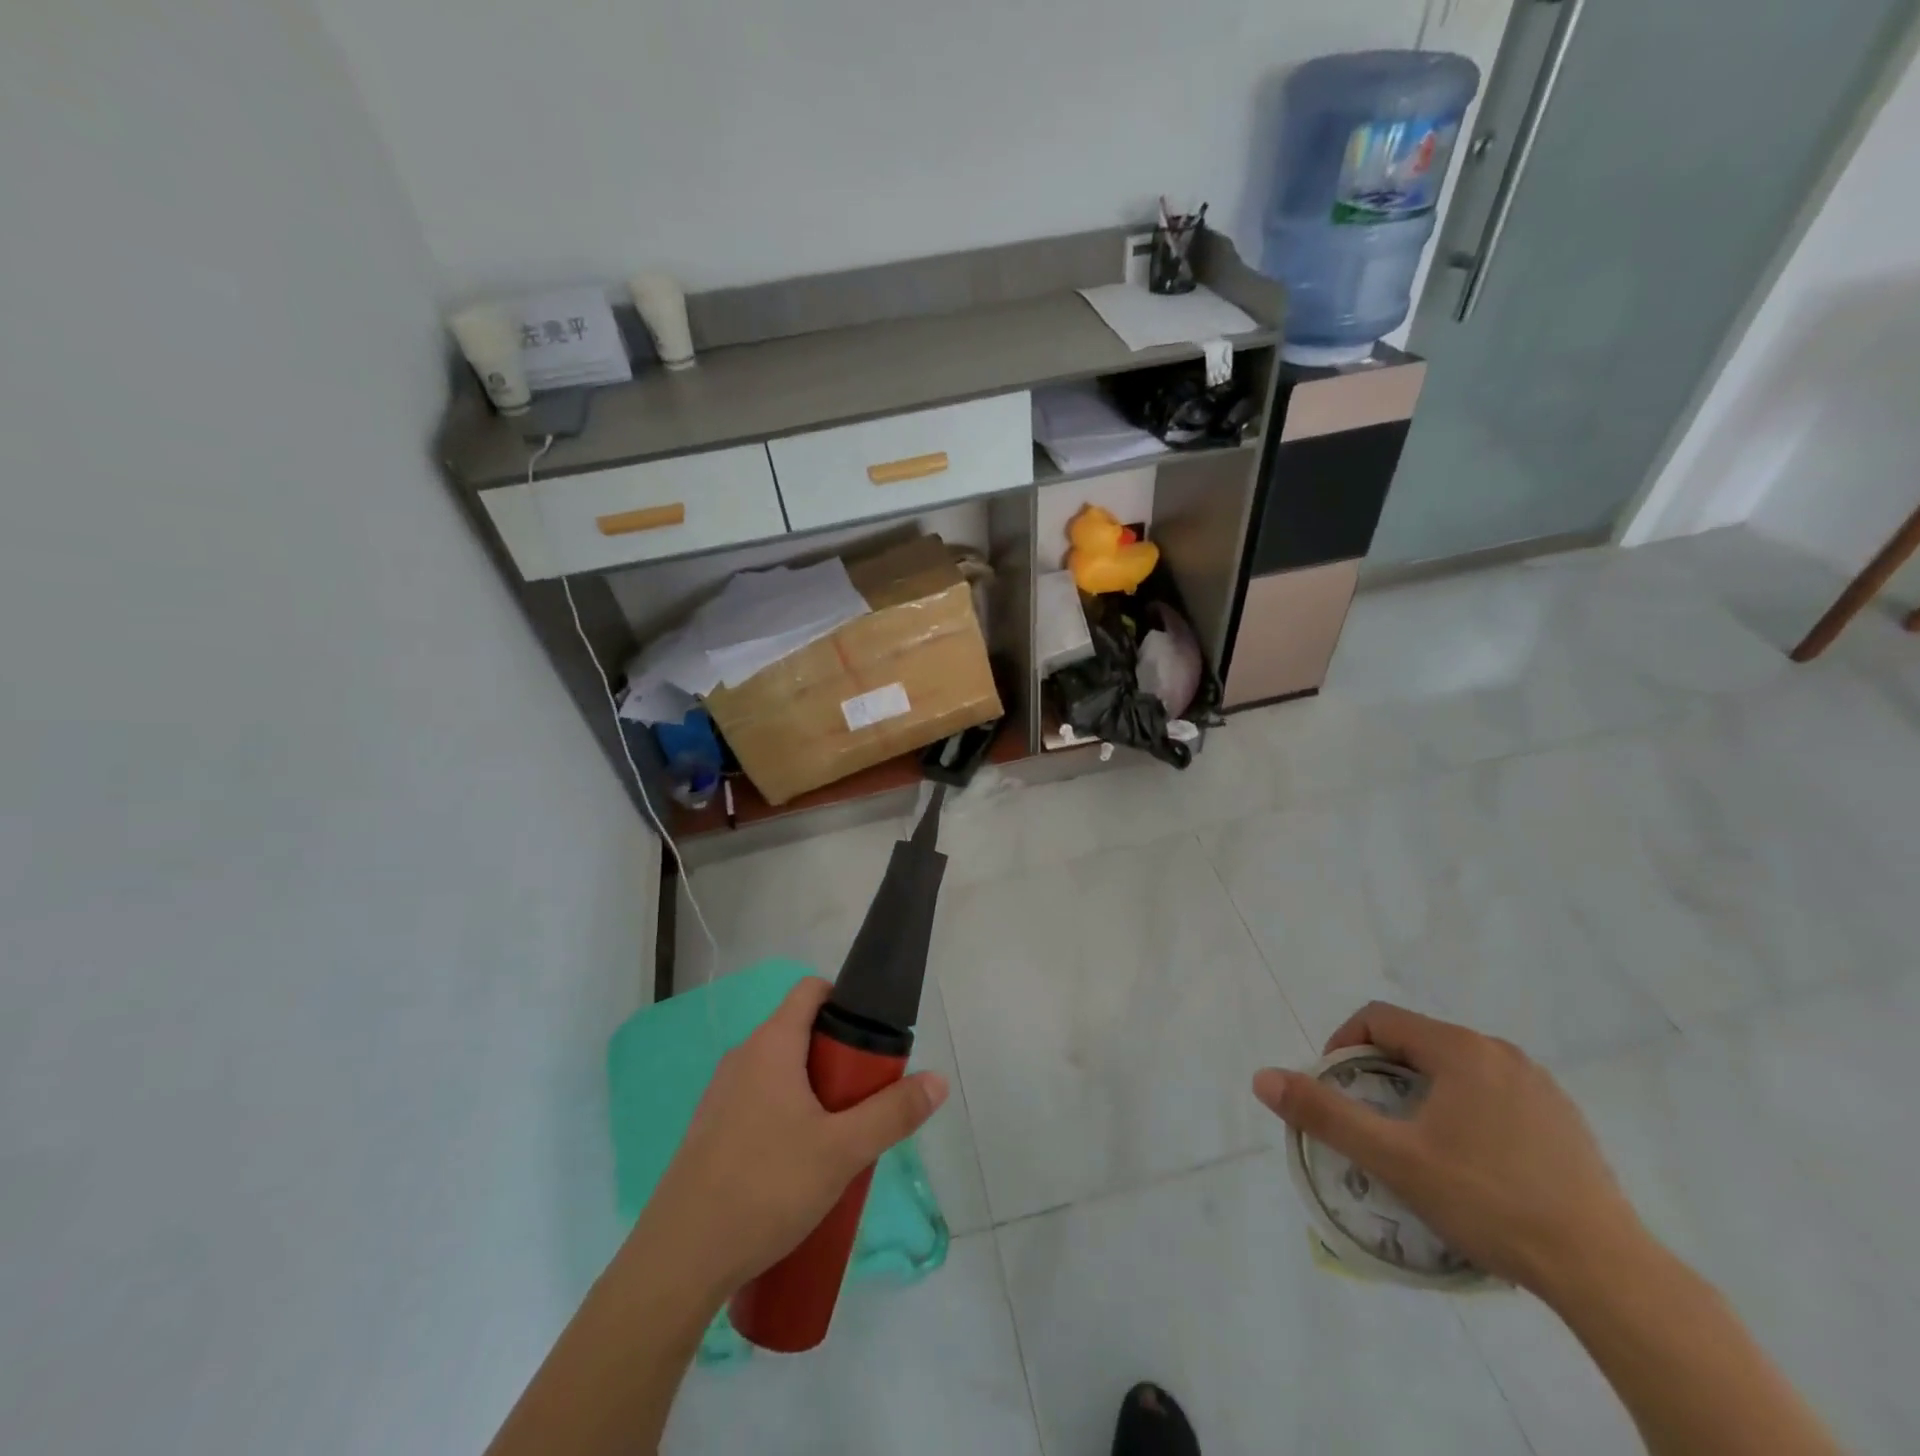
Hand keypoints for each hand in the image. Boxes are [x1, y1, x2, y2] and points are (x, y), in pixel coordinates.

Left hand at [639, 976, 948, 1300]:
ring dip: (816, 1093)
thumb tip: (938, 1080)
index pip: (812, 991)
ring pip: (782, 1073)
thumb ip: (893, 1113)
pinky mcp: (711, 1132)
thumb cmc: (765, 1187)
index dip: (846, 1002)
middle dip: (840, 1060)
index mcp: (771, 1044)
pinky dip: (788, 1117)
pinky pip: (761, 1104)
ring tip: (840, 1139)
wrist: (678, 1262)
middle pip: (802, 1034)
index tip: (873, 1039)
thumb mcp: (843, 1151)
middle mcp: (743, 1058)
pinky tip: (800, 1169)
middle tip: (866, 1100)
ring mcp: (721, 1095)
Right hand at [1253, 1002, 1644, 1293]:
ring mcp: (1540, 1086)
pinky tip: (1473, 1163)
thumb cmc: (1489, 1201)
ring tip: (1415, 1143)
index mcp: (1459, 1048)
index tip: (1335, 1089)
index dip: (1343, 1045)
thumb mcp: (1393, 1158)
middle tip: (1370, 1122)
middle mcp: (1500, 1052)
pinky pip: (1494, 1095)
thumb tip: (1261, 1077)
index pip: (1378, 1019)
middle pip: (1416, 1042)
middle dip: (1381, 1073)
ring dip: (1422, 1093)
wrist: (1607, 1273)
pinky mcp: (1565, 1121)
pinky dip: (1465, 1111)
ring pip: (1456, 1070)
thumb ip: (1324, 1114)